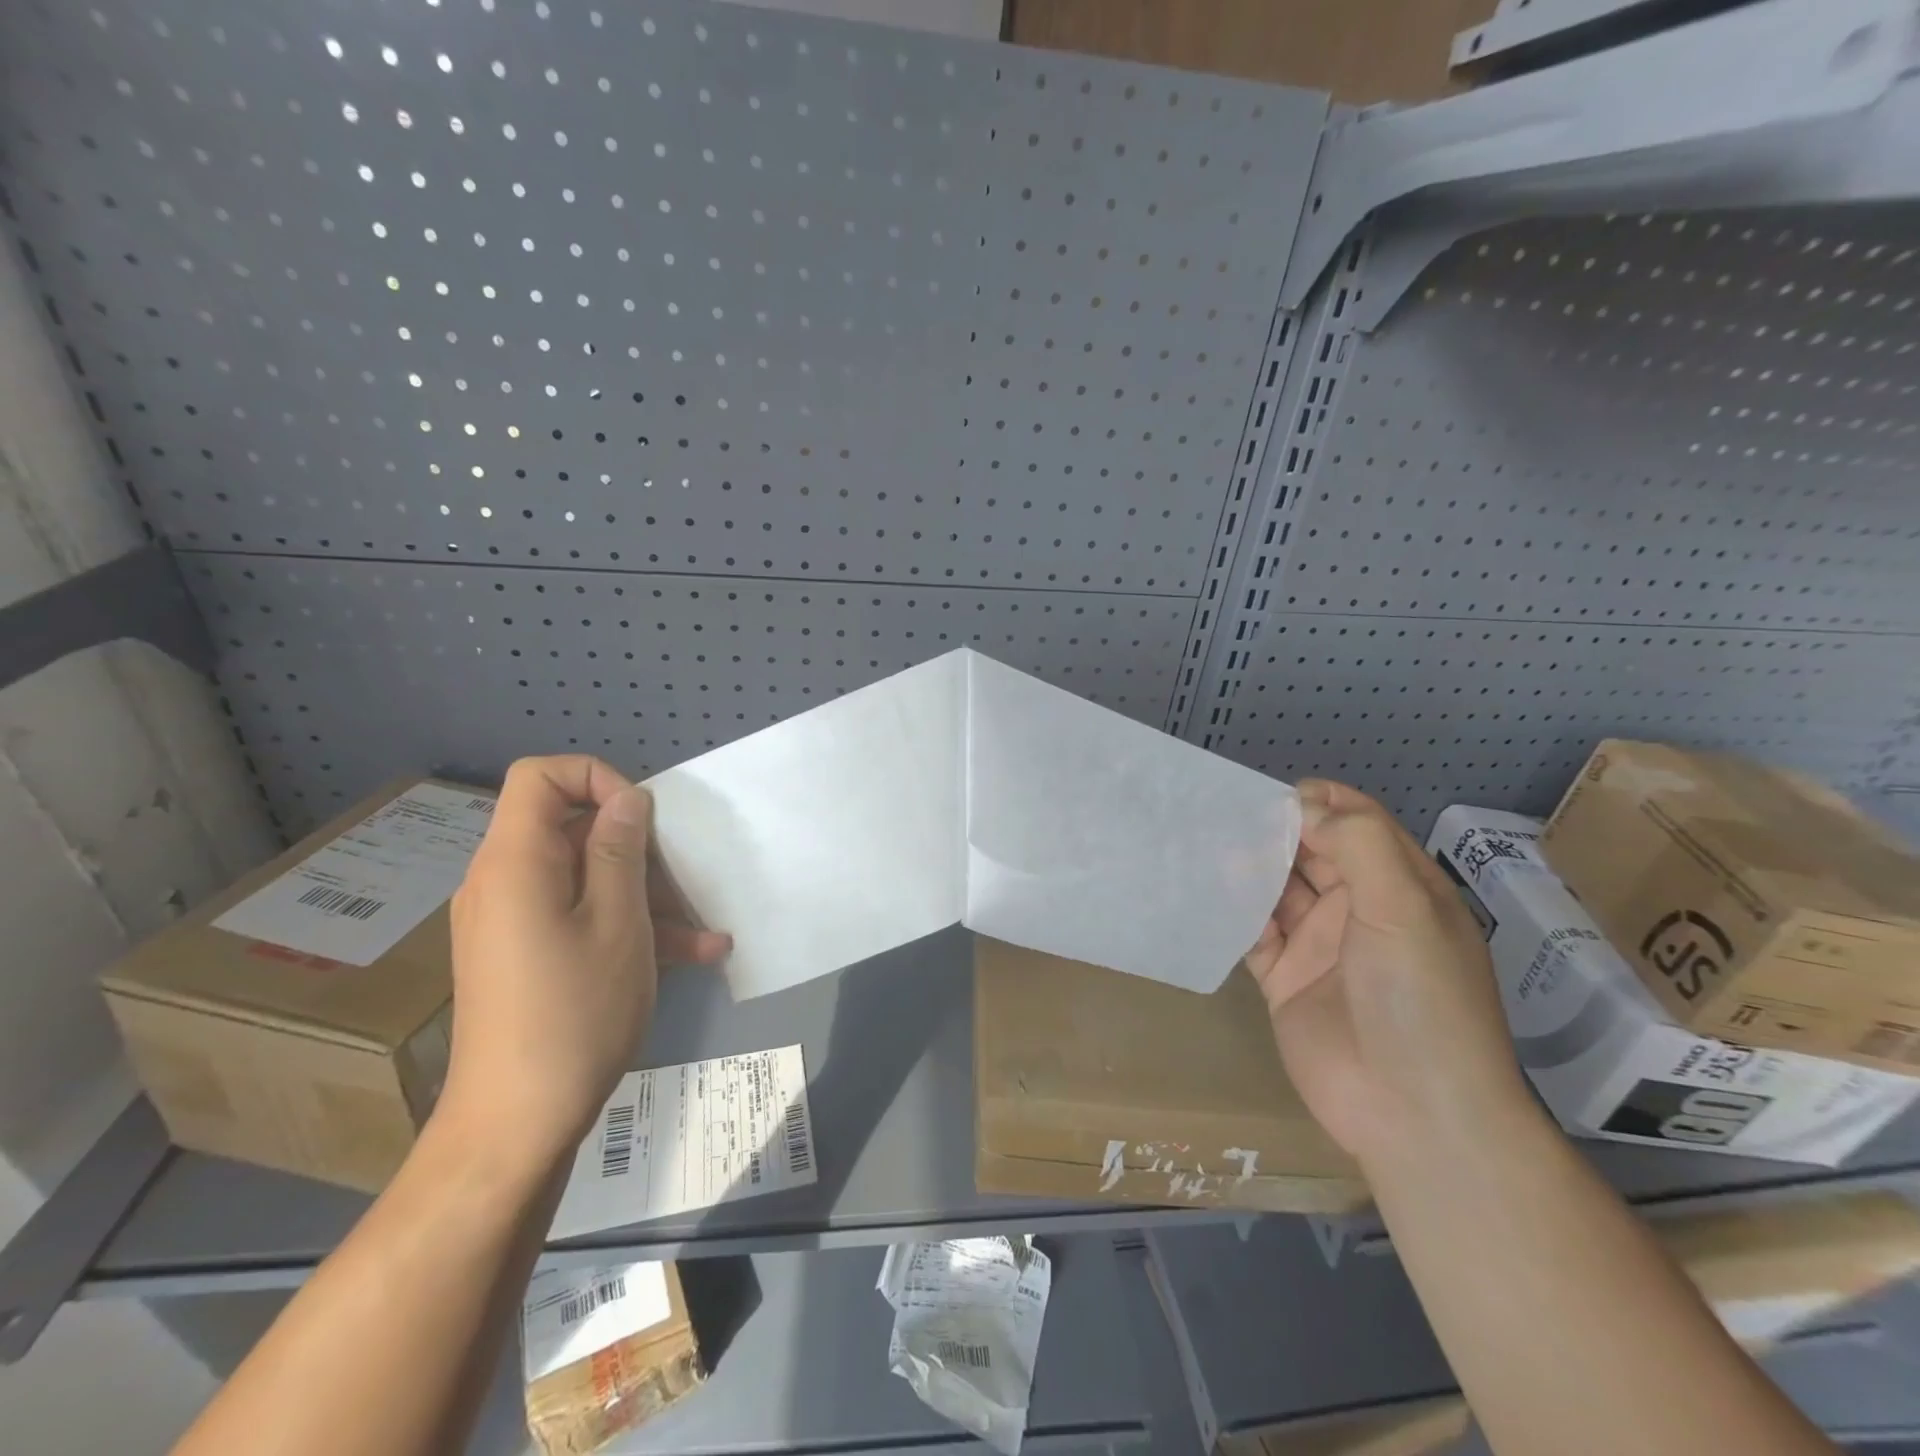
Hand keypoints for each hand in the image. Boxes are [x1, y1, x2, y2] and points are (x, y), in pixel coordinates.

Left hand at [439, 755, 730, 1176]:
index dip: (596, 778)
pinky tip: (691, 955)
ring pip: (586, 877)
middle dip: (636, 847)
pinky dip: (627, 925)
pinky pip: (579, 916)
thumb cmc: (575, 1013)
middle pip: (571, 828)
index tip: (643, 817)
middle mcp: (505, 882)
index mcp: (516, 862)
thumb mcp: (618, 923)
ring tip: (704, 932)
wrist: (516, 1126)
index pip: (540, 777)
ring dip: (646, 894)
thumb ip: (621, 850)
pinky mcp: (526, 955)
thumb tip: (627, 799)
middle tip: (683, 881)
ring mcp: (514, 922)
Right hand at [1246, 780, 1535, 1173]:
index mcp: (1400, 888)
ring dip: (1249, 867)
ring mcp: (1320, 947)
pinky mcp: (1284, 980)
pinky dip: (1233, 911)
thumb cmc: (1420, 1001)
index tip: (1272, 797)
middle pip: (1311, 852)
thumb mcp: (1404, 909)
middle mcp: (1359, 910)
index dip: (1319, 804)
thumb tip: (1302, 807)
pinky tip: (1208, 892)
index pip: (1357, 825)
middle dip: (1275, 831)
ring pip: (1278, 890)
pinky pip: (1254, 933)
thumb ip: (1357, 845)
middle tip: (1224, 813)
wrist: (1414, 1115)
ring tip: (1206, 842)